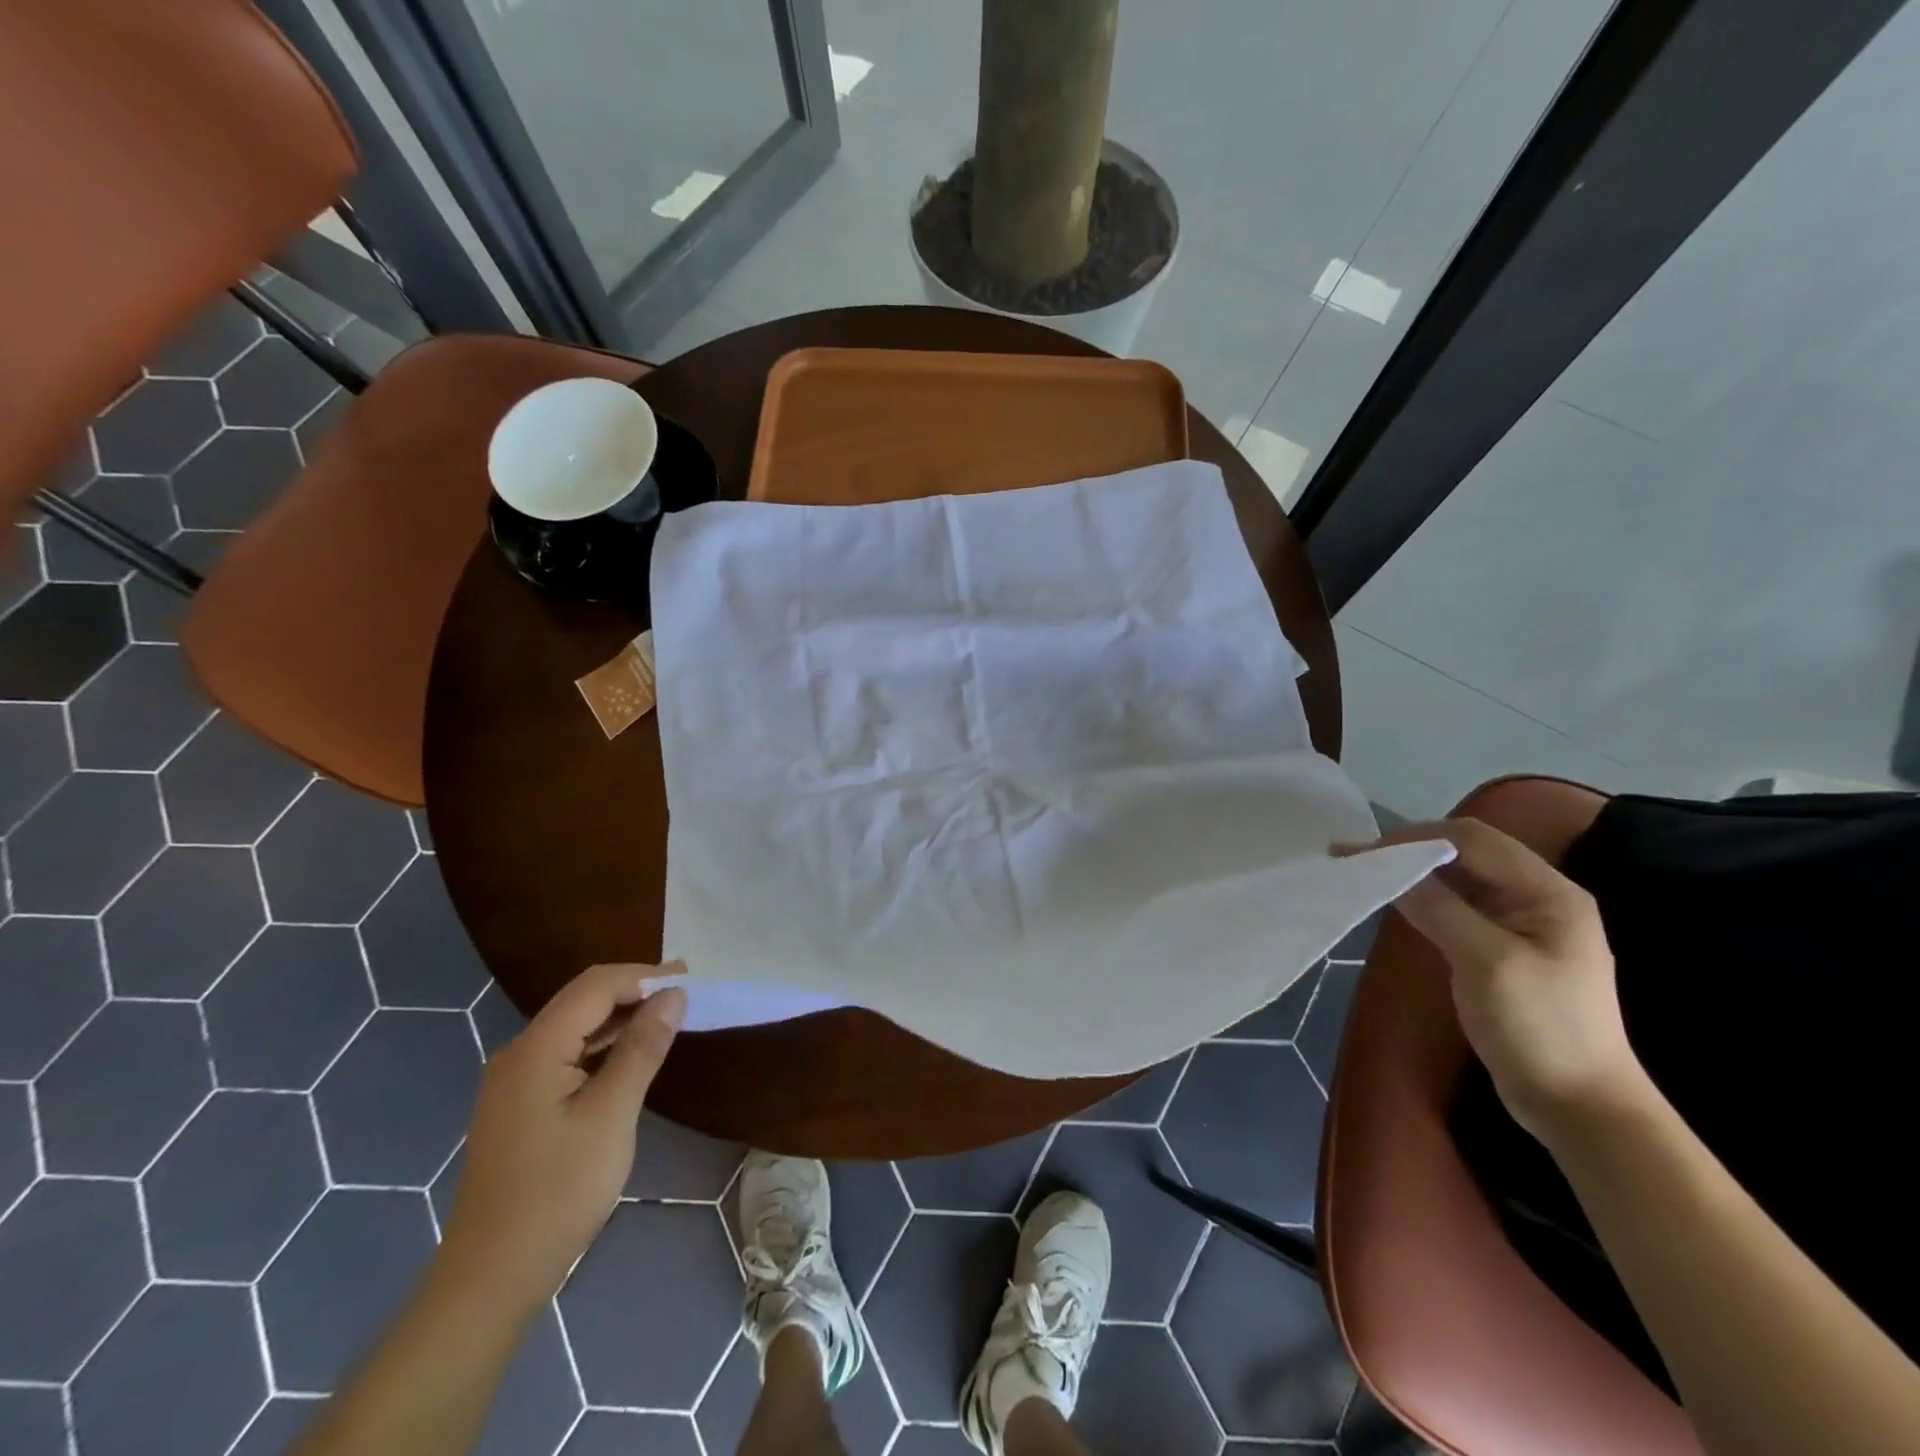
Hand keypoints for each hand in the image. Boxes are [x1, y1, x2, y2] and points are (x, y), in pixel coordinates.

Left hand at [439, 964, 685, 1310]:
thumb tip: (673, 996)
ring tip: (669, 1014)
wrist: (491, 1278)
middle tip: (686, 991)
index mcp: (535, 1050)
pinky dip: (604, 1045)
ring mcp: (515, 1082)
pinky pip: (568, 1055)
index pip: (595, 987)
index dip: (645, 975)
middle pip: (582, 1000)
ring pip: (576, 1027)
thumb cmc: (558, 1192)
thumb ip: (642, 1048)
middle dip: (635, 989)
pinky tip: (632, 1053)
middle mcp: (518, 1055)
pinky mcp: (521, 1106)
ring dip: (622, 1016)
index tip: (691, 977)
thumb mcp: (611, 1115)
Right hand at [1361, 817, 1649, 1146]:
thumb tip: (1388, 868)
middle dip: (1409, 849)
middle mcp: (1538, 897)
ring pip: (1459, 878)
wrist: (1580, 1107)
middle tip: (1354, 856)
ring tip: (1365, 871)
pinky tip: (1395, 900)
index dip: (1415, 837)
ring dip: (1413, 871)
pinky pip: (1458, 905)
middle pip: (1466, 853)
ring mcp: (1522, 924)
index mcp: (1548, 892)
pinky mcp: (1503, 947)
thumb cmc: (1540, 1029)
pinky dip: (1423, 897)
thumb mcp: (1486, 963)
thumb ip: (1439, 908)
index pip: (1473, 840)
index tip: (1363, 850)